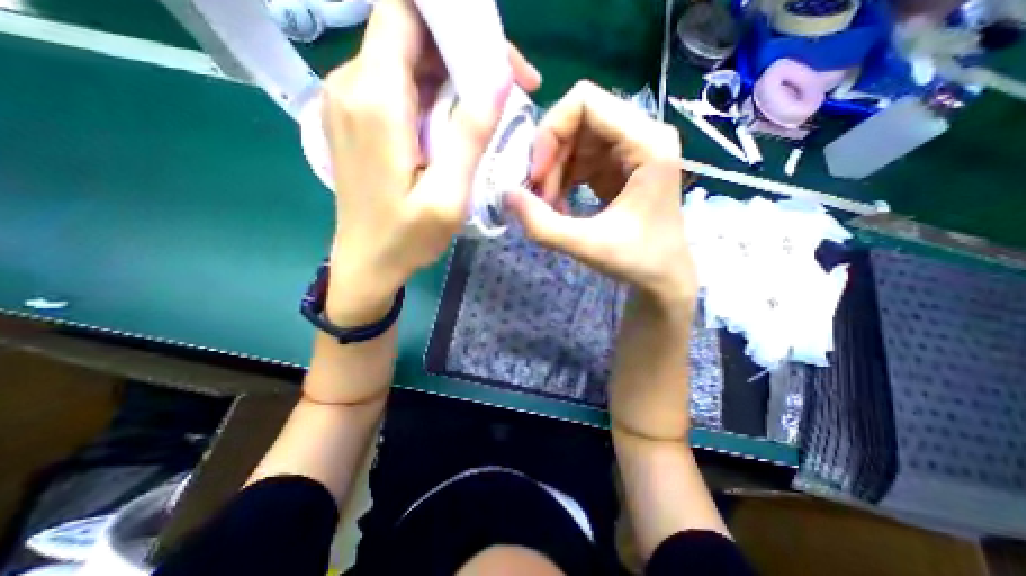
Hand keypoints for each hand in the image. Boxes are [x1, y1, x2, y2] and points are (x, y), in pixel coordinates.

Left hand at [322, 1, 543, 324]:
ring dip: (451, 76)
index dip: (455, 20)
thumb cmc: (407, 238)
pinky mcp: (355, 118)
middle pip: (410, 34)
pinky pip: (397, 85)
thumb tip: (498, 76)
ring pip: (406, 59)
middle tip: (508, 89)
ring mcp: (349, 101)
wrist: (366, 262)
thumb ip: (469, 135)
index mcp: (375, 100)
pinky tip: (454, 125)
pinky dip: (431, 93)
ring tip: (486, 111)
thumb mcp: (447, 196)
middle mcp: (352, 86)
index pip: (406, 12)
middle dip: (463, 52)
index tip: (496, 56)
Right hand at [505, 82, 696, 306]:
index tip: (537, 176)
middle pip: (577, 119)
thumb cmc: (638, 261)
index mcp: (647, 143)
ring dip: (553, 171)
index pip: (585, 101)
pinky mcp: (619, 164)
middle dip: (549, 157)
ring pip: (574, 139)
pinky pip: (579, 157)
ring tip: (550, 207)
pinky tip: (560, 206)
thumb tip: (505, 194)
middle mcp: (642, 134)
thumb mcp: (588, 246)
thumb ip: (543, 224)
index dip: (550, 132)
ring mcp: (630, 148)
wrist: (664, 275)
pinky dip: (562, 179)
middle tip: (539, 198)